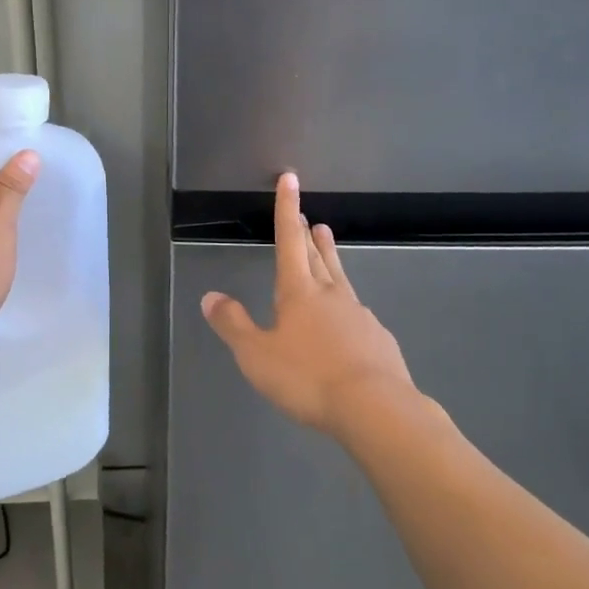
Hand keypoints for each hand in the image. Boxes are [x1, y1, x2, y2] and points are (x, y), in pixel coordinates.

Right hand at [201, 172, 414, 436]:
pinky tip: (349, 319)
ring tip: (326, 243)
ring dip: (330, 258)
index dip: (286, 208)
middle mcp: (331, 294)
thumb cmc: (308, 378)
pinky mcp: (379, 340)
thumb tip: (209, 296)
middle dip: (308, 235)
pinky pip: (358, 313)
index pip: (288, 240)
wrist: (377, 409)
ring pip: (340, 278)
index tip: (290, 179)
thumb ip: (233, 325)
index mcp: (299, 291)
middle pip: (317, 256)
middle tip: (308, 217)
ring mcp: (359, 315)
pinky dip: (347, 305)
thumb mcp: (257, 355)